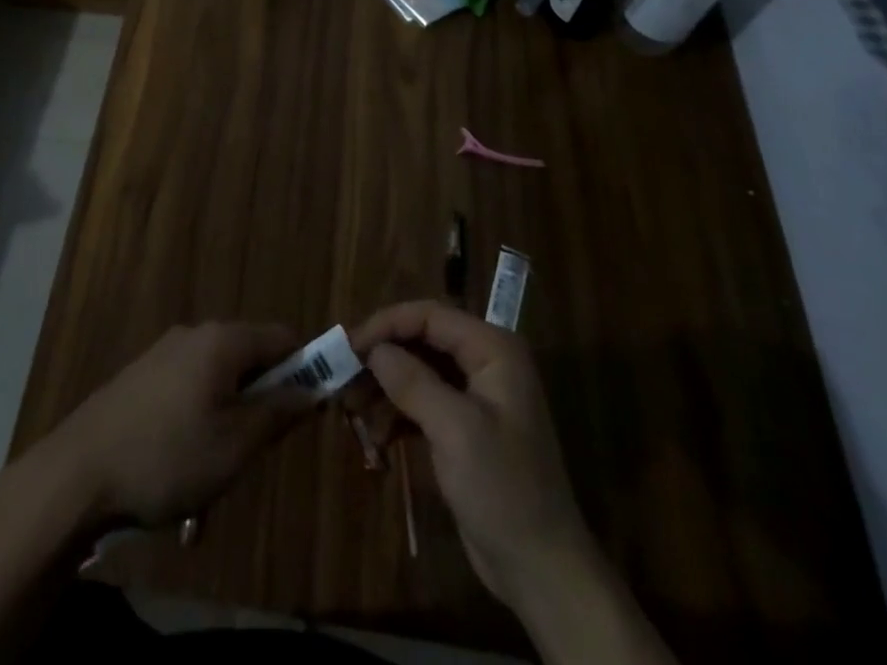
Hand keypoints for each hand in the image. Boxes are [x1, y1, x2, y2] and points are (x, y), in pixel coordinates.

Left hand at [45, 321, 309, 528]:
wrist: (77, 473)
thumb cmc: (168, 457)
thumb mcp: (236, 445)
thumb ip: (279, 413)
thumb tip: (314, 390)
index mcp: (222, 340)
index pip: (283, 338)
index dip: (305, 369)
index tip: (308, 412)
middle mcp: (195, 334)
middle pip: (250, 356)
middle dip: (262, 398)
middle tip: (256, 449)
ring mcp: (163, 353)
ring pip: (218, 377)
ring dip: (230, 414)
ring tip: (215, 468)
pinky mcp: (141, 376)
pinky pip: (189, 387)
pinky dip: (199, 417)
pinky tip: (181, 462)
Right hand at [351, 301, 591, 610]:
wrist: (542, 570)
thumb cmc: (504, 489)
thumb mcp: (456, 430)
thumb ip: (413, 382)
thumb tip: (373, 349)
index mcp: (493, 349)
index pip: (430, 316)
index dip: (387, 324)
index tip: (348, 345)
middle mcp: (486, 362)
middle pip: (422, 340)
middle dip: (383, 356)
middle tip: (343, 375)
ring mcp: (476, 395)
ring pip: (418, 371)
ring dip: (385, 386)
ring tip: (351, 406)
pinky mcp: (464, 426)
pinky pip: (423, 402)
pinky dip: (397, 412)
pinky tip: (375, 434)